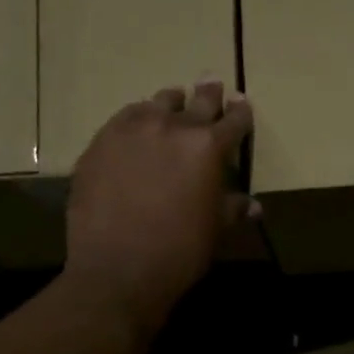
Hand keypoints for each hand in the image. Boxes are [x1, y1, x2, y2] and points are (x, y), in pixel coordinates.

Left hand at [67, 82, 256, 332]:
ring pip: (157, 103)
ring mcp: (131, 130)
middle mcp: (171, 127)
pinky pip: (124, 119)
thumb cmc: (179, 253)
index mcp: (208, 147)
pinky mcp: (100, 142)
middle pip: (196, 100)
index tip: (242, 105)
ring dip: (170, 104)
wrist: (118, 269)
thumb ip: (232, 209)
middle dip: (209, 94)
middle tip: (212, 84)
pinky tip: (137, 130)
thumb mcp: (214, 231)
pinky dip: (137, 121)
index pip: (233, 121)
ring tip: (173, 105)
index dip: (240, 113)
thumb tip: (253, 206)